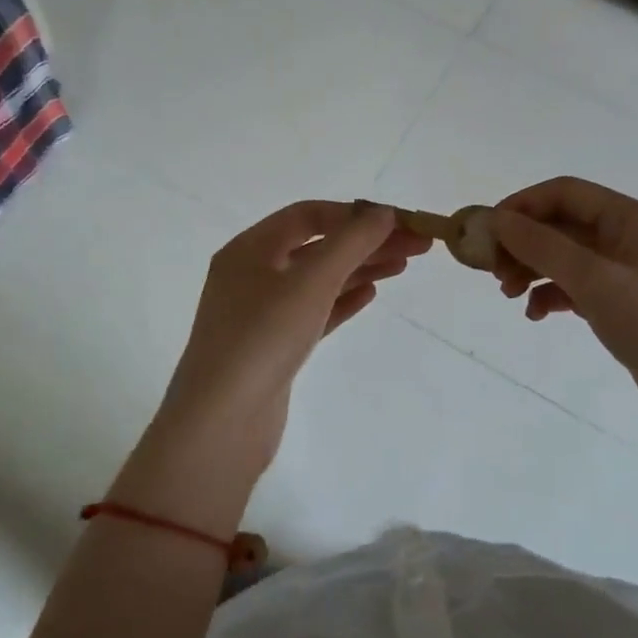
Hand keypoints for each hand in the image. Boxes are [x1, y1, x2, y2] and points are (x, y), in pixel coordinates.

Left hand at [154, 200, 429, 465]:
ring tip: (402, 266)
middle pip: (317, 246)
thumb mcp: (311, 281)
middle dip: (366, 242)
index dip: (355, 214)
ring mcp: (260, 313)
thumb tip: (384, 213)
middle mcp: (252, 274)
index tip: (399, 222)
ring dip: (359, 268)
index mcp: (250, 249)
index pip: (308, 215)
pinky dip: (342, 299)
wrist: (221, 424)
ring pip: (318, 280)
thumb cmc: (263, 338)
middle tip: (416, 246)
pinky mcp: (273, 347)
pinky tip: (371, 294)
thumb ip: (351, 242)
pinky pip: (314, 311)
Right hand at [484, 177, 637, 418]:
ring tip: (507, 295)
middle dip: (524, 243)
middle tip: (493, 271)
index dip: (523, 205)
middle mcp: (628, 236)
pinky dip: (551, 294)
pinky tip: (534, 314)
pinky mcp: (621, 301)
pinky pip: (575, 285)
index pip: (566, 192)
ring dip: (532, 269)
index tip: (488, 230)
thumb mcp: (595, 281)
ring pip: (565, 255)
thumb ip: (543, 247)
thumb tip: (498, 219)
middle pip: (562, 224)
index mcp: (631, 218)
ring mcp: (625, 270)